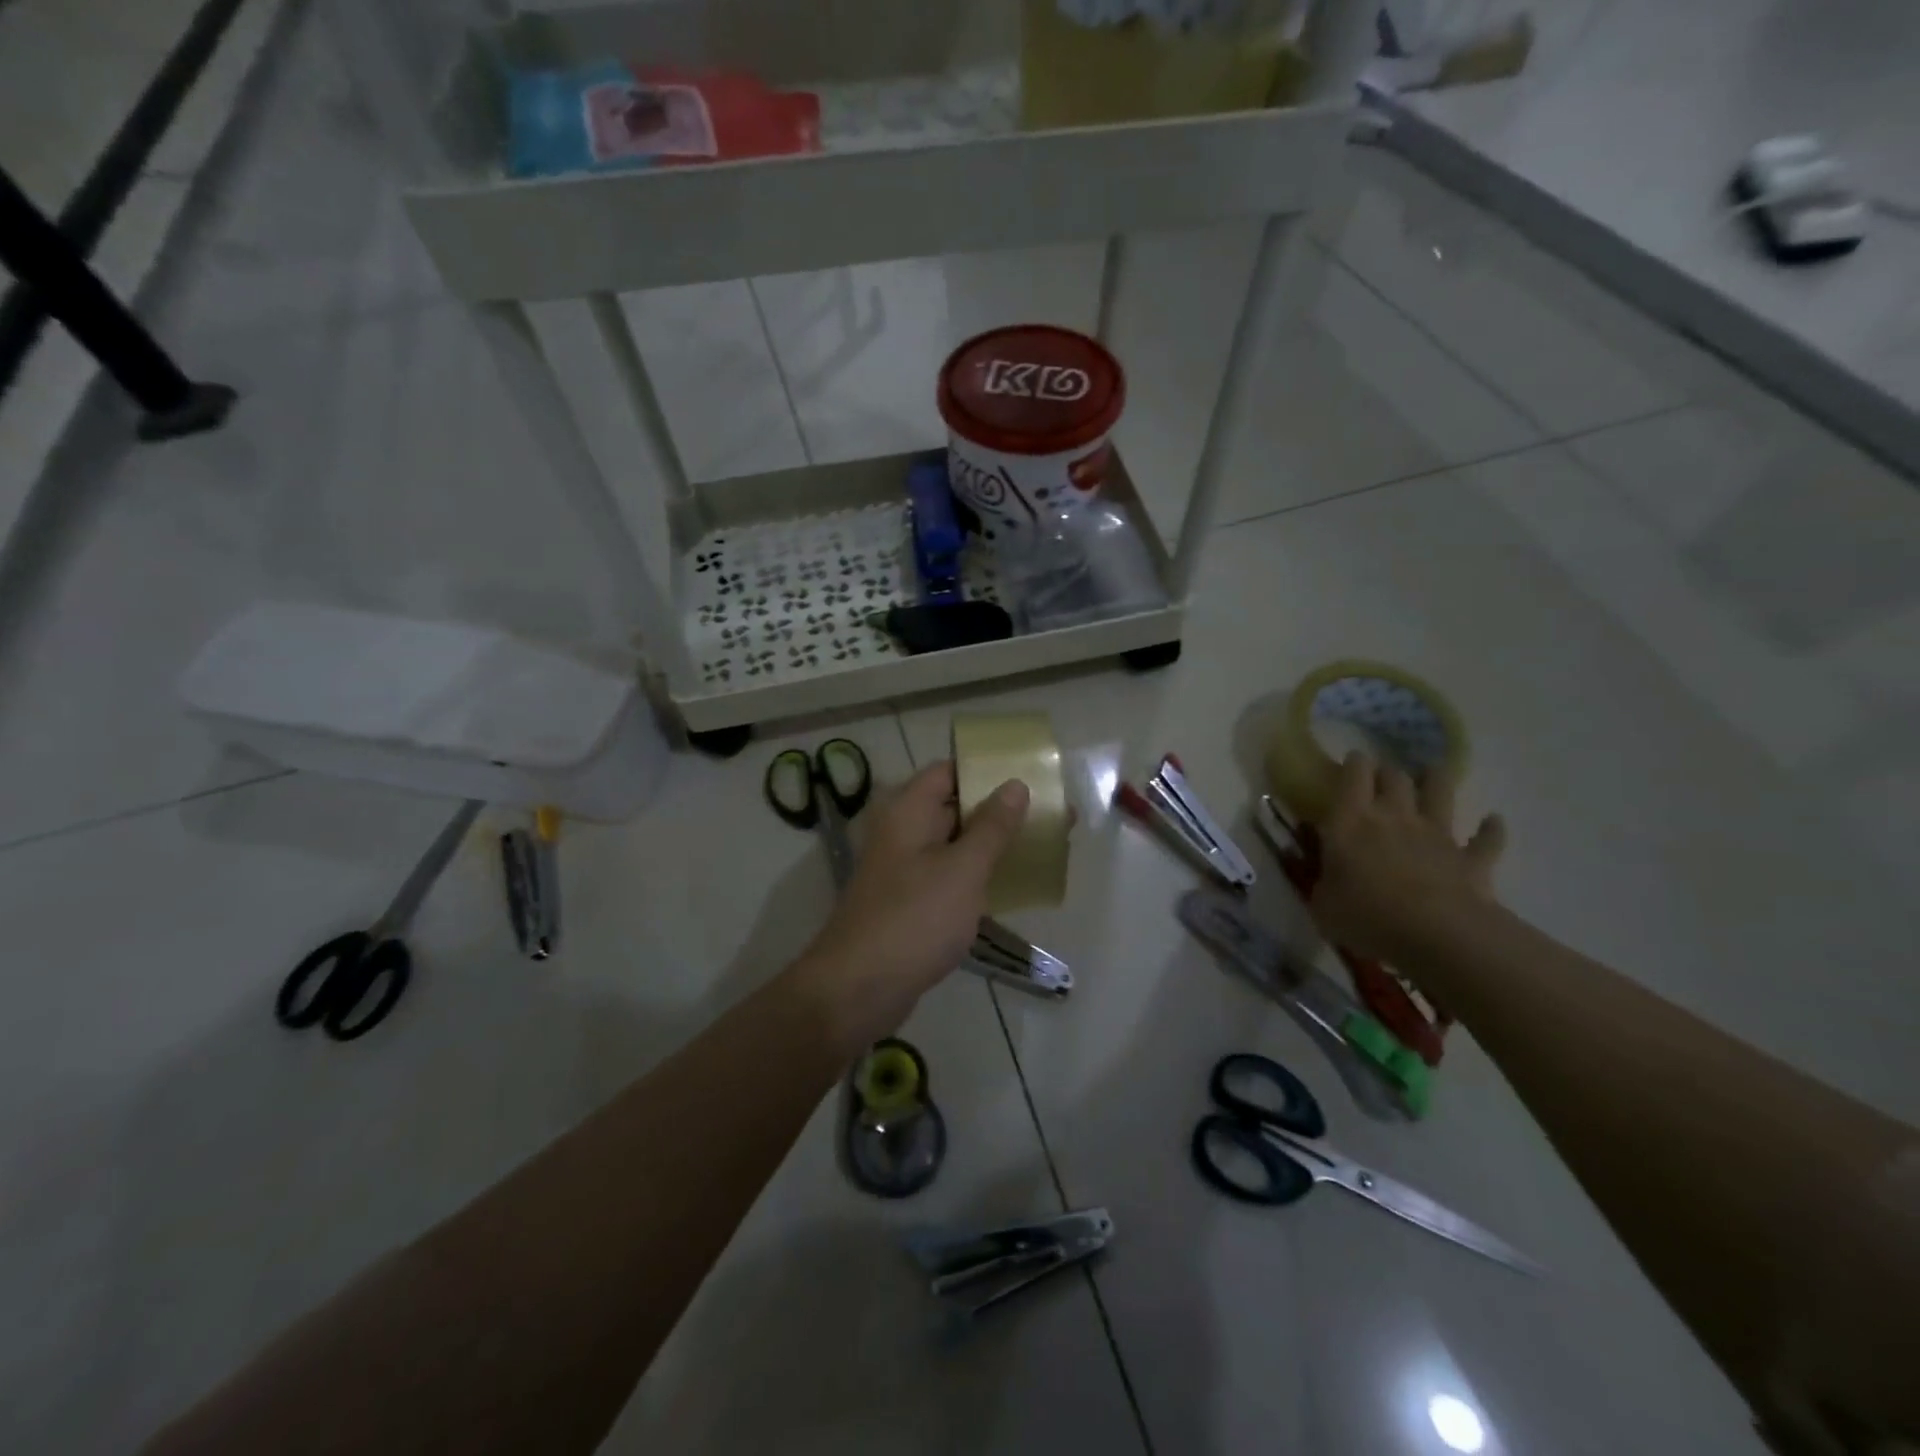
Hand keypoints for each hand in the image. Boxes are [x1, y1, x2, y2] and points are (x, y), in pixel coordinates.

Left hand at [793, 761, 1028, 1051]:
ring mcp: (904, 869)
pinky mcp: (909, 902)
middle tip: (1051, 814)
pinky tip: (1013, 885)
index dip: (987, 770)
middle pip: (955, 807)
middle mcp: (902, 832)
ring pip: (955, 844)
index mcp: (908, 811)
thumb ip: (992, 827)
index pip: (949, 771)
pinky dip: (977, 875)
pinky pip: (949, 876)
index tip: (1030, 775)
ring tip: (1043, 846)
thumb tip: (1015, 785)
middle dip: (1000, 810)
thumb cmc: (915, 918)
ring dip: (993, 844)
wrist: (859, 988)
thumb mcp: (963, 869)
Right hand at [1308, 752, 1506, 963]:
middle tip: (1382, 779)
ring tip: (1432, 777)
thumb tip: (1323, 877)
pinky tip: (1493, 822)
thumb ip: (1322, 884)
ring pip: (1440, 791)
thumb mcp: (1322, 904)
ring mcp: (1437, 835)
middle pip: (1394, 777)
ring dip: (1436, 780)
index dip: (1353, 764)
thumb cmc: (1366, 916)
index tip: (1352, 762)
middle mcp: (1394, 817)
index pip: (1353, 775)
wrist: (1436, 935)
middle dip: (1388, 772)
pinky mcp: (1471, 859)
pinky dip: (1490, 829)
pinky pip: (1487, 838)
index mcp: (1350, 822)